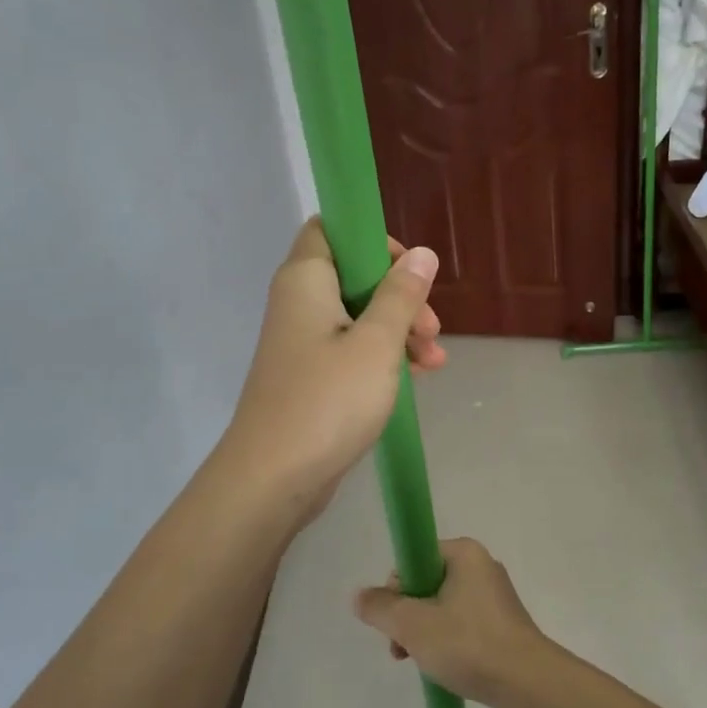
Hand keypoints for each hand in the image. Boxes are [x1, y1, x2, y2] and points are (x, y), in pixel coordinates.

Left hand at [219, 218, 445, 522]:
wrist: (273, 478)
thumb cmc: (328, 400)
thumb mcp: (376, 344)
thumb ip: (401, 295)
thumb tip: (422, 254)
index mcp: (306, 279)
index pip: (332, 228)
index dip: (374, 241)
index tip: (409, 271)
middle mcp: (299, 302)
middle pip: (355, 276)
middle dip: (401, 296)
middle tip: (431, 330)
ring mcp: (303, 341)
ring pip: (359, 316)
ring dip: (399, 330)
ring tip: (433, 362)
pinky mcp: (309, 375)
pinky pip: (351, 349)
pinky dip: (382, 356)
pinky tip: (418, 376)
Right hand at [353, 538, 557, 707]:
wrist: (528, 684)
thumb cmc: (469, 644)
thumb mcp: (413, 625)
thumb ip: (380, 608)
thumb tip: (359, 596)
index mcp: (464, 553)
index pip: (415, 559)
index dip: (397, 588)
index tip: (394, 620)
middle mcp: (481, 567)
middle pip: (426, 584)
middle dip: (407, 616)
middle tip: (400, 648)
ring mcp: (494, 597)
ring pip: (443, 608)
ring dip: (423, 633)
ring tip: (417, 663)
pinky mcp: (502, 625)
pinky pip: (462, 625)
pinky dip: (447, 643)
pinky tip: (441, 668)